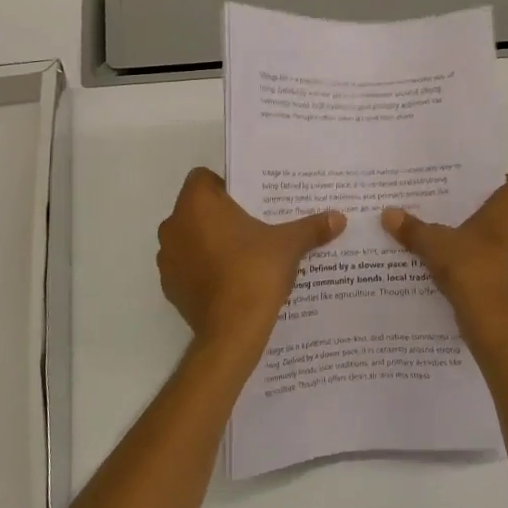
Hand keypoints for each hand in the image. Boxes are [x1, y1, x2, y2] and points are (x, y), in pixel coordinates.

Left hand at [157, 168, 345, 347]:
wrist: (232, 330)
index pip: (203, 178)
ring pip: (189, 238)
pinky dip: (203, 269)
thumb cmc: (255, 272)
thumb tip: (339, 218)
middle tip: (252, 226)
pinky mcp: (170, 287)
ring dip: (209, 242)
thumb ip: (311, 227)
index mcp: (197, 204)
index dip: (225, 185)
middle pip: (196, 208)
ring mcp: (167, 258)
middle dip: (220, 215)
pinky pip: (187, 267)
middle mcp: (173, 225)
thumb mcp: (289, 245)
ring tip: (242, 255)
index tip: (249, 201)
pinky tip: (229, 281)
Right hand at [382, 173, 507, 353]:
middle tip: (461, 213)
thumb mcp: (434, 245)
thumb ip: (413, 228)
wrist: (495, 324)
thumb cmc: (471, 269)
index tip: (480, 189)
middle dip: (493, 212)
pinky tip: (466, 270)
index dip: (505, 181)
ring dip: (495, 239)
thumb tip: (387, 213)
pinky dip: (494, 263)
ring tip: (460, 241)